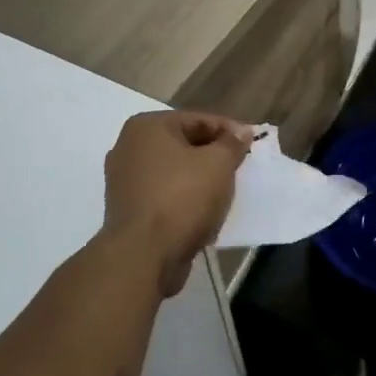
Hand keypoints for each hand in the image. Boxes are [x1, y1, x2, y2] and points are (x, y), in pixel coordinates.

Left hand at [100, 111, 251, 296]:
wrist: (143, 256)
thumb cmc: (182, 198)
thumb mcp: (218, 165)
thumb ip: (232, 144)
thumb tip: (241, 132)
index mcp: (147, 127)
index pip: (197, 120)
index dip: (229, 131)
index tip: (252, 145)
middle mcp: (129, 147)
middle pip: (183, 144)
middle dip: (213, 155)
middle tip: (240, 168)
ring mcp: (124, 180)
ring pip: (173, 171)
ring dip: (199, 179)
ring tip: (226, 191)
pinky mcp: (127, 209)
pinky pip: (163, 194)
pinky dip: (183, 199)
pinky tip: (204, 212)